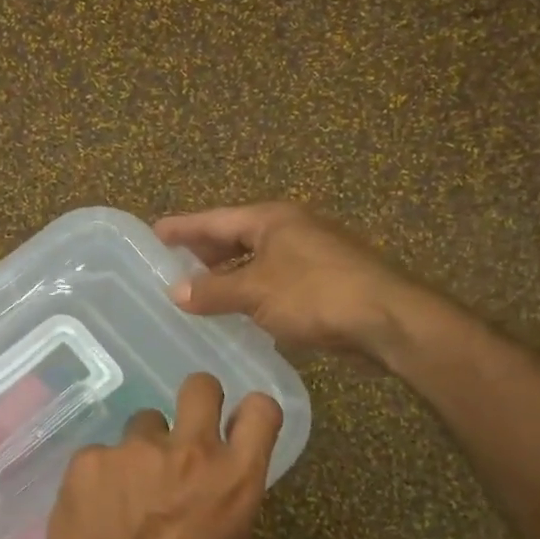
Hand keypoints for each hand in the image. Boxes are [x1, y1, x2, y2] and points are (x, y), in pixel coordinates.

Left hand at [35, 372, 282, 538]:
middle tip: (182, 434)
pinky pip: (102, 455)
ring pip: (144, 423)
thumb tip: (215, 488)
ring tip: (126, 490)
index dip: (251, 412)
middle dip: (197, 400)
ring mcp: (136, 449)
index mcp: (234, 478)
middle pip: (201, 386)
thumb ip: (228, 504)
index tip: (238, 424)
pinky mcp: (91, 457)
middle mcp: (190, 450)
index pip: (261, 410)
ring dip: (142, 450)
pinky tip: (94, 509)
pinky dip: (101, 476)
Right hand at [155, 203, 430, 369]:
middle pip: (236, 237)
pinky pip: (273, 283)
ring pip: (255, 262)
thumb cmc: (315, 294)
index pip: (215, 219)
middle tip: (172, 264)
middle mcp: (290, 230)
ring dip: (228, 276)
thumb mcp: (255, 291)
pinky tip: (238, 312)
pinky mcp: (322, 284)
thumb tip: (175, 291)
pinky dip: (251, 293)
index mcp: (271, 219)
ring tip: (198, 291)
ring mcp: (309, 256)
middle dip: (204, 252)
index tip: (154, 232)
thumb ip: (213, 291)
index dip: (183, 227)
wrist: (385, 319)